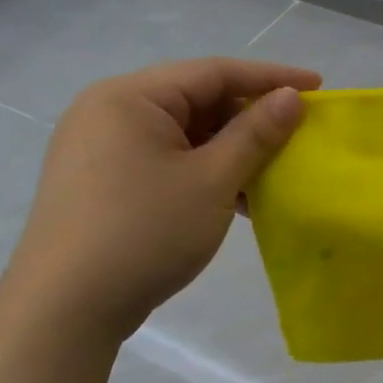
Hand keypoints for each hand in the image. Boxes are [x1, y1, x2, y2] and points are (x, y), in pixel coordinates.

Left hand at [3, 58, 320, 340]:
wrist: (64, 311)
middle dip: (250, 117)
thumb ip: (256, 133)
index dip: (271, 77)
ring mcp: (100, 148)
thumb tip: (292, 96)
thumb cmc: (145, 232)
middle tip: (297, 133)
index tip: (319, 87)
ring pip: (184, 132)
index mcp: (130, 97)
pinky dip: (204, 169)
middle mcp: (109, 111)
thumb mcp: (213, 180)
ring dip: (231, 148)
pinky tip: (236, 196)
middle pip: (197, 99)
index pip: (214, 72)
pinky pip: (166, 157)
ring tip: (272, 170)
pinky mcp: (101, 181)